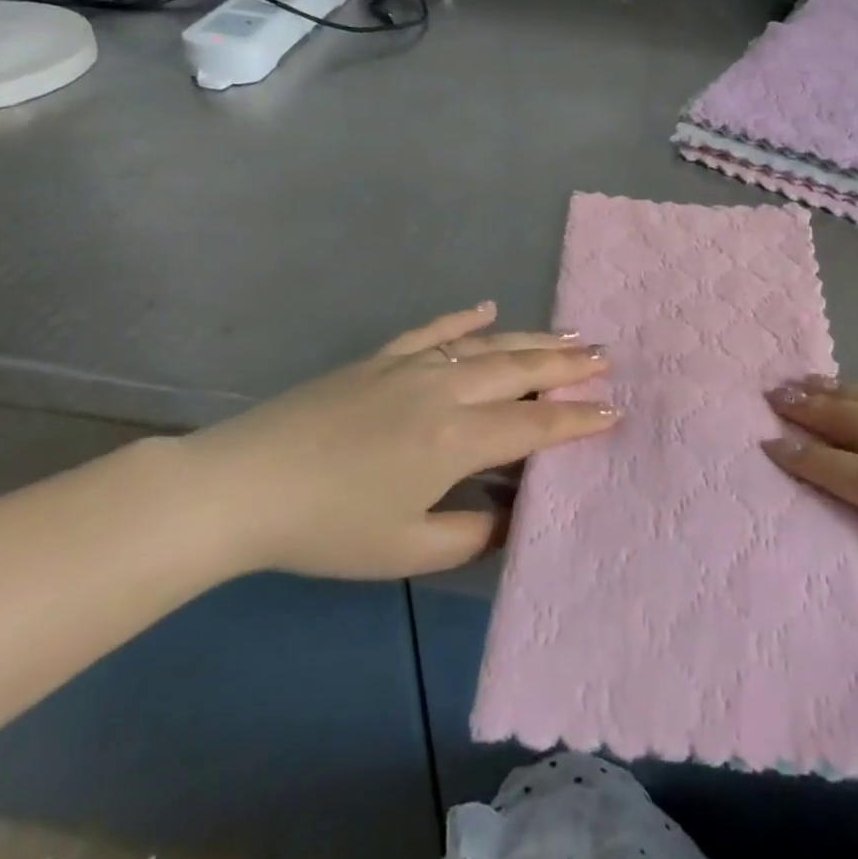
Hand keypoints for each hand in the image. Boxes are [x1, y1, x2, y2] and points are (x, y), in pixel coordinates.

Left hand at [180, 303, 615, 579]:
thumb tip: (511, 518)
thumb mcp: (406, 550)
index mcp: (457, 438)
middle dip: (568, 364)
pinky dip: (465, 318)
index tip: (615, 411)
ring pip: (488, 344)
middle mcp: (446, 389)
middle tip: (606, 356)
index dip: (578, 420)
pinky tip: (488, 308)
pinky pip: (435, 330)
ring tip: (571, 333)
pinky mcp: (381, 357)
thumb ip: (471, 536)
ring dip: (534, 338)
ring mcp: (412, 366)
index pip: (536, 425)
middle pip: (522, 370)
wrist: (241, 484)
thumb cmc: (327, 526)